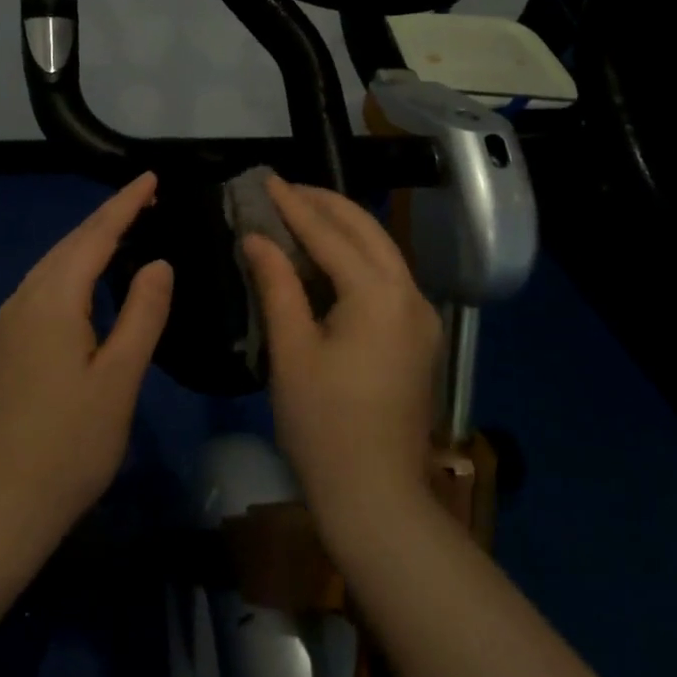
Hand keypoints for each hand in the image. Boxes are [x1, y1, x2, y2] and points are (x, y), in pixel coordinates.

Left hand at [0, 173, 173, 549]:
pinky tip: (81, 289)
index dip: (124, 204)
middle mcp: (21, 301)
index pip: (95, 236)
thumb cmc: (70, 445)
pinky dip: (66, 274)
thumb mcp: (120, 379)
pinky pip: (37, 292)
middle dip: (106, 219)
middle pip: (68, 246)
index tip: (150, 178)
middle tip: (144, 201)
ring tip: (120, 235)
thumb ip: (142, 313)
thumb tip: (157, 263)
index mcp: (53, 301)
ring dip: (85, 246)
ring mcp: (2, 326)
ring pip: (49, 268)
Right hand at [242, 177, 444, 539]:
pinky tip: (328, 256)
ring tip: (301, 212)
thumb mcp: (292, 352)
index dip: (293, 205)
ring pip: (381, 251)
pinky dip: (356, 256)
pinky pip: (386, 277)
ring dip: (343, 227)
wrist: (377, 497)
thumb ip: (277, 285)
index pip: (329, 234)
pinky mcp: (418, 336)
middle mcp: (409, 294)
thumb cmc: (324, 426)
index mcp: (378, 295)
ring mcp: (420, 316)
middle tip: (284, 189)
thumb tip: (257, 237)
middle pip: (366, 230)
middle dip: (325, 204)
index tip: (266, 179)